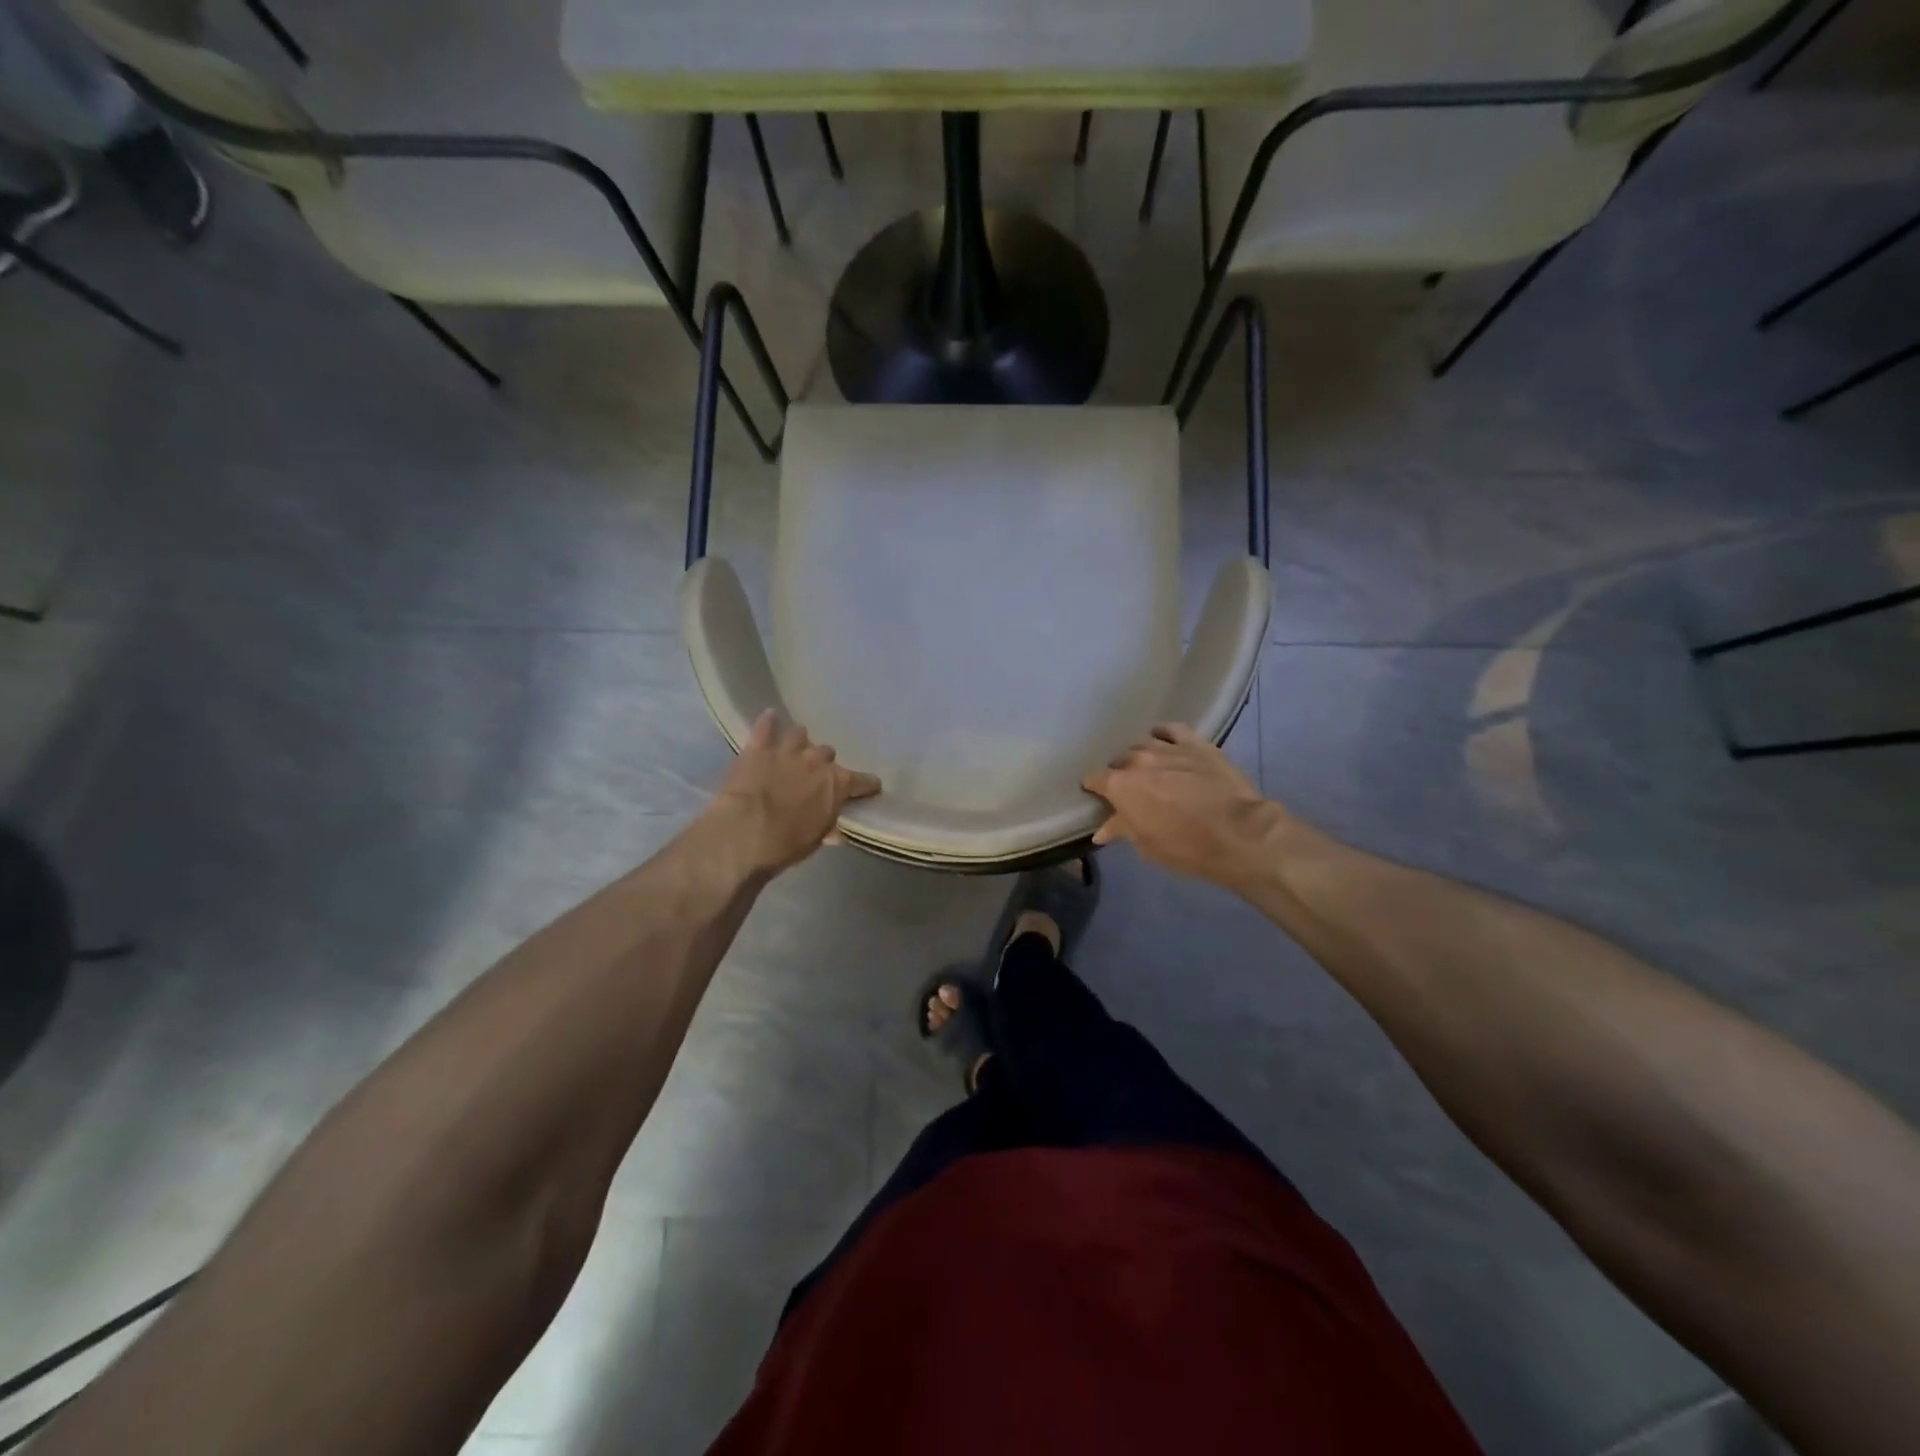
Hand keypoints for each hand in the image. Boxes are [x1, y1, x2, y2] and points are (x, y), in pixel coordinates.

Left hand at [705, 711, 880, 876]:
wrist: (744, 833)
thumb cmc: (785, 844)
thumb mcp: (813, 841)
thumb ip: (826, 828)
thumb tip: (836, 832)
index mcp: (837, 785)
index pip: (864, 781)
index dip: (867, 785)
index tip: (870, 788)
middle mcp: (817, 761)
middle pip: (828, 753)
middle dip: (823, 763)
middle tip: (815, 775)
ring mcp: (788, 750)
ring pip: (800, 735)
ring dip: (799, 742)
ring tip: (794, 748)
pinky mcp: (759, 748)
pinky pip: (766, 727)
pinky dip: (769, 722)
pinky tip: (770, 717)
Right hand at [1082, 724, 1279, 885]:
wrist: (1238, 834)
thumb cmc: (1185, 847)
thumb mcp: (1146, 845)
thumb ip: (1122, 830)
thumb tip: (1102, 829)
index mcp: (1121, 785)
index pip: (1095, 779)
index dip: (1093, 787)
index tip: (1096, 795)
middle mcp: (1138, 760)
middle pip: (1120, 760)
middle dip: (1120, 773)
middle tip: (1128, 789)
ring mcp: (1168, 747)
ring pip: (1143, 744)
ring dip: (1141, 755)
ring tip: (1147, 766)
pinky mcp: (1196, 743)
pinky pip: (1172, 730)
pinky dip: (1164, 734)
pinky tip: (1164, 739)